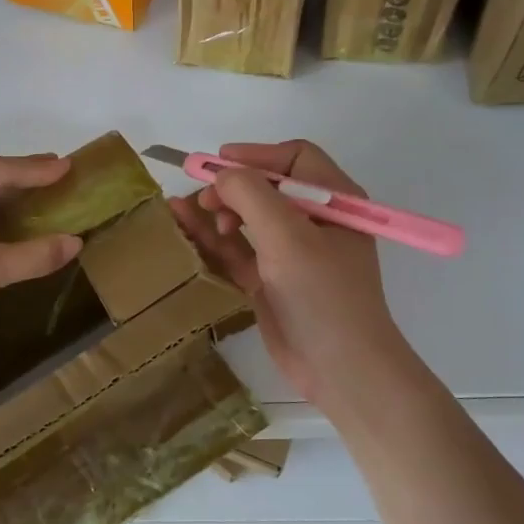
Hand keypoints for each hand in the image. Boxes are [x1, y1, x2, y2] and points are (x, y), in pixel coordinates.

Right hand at [169, 140, 407, 410]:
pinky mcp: (270, 279)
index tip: (220, 163)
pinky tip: (184, 225)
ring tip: (187, 210)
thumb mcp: (287, 238)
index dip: (257, 155)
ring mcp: (291, 252)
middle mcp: (314, 221)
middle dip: (232, 187)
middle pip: (265, 187)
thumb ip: (252, 196)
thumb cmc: (322, 295)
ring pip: (246, 217)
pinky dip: (212, 237)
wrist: (339, 369)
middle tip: (204, 199)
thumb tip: (221, 175)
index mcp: (334, 202)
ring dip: (217, 210)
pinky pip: (237, 249)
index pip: (295, 159)